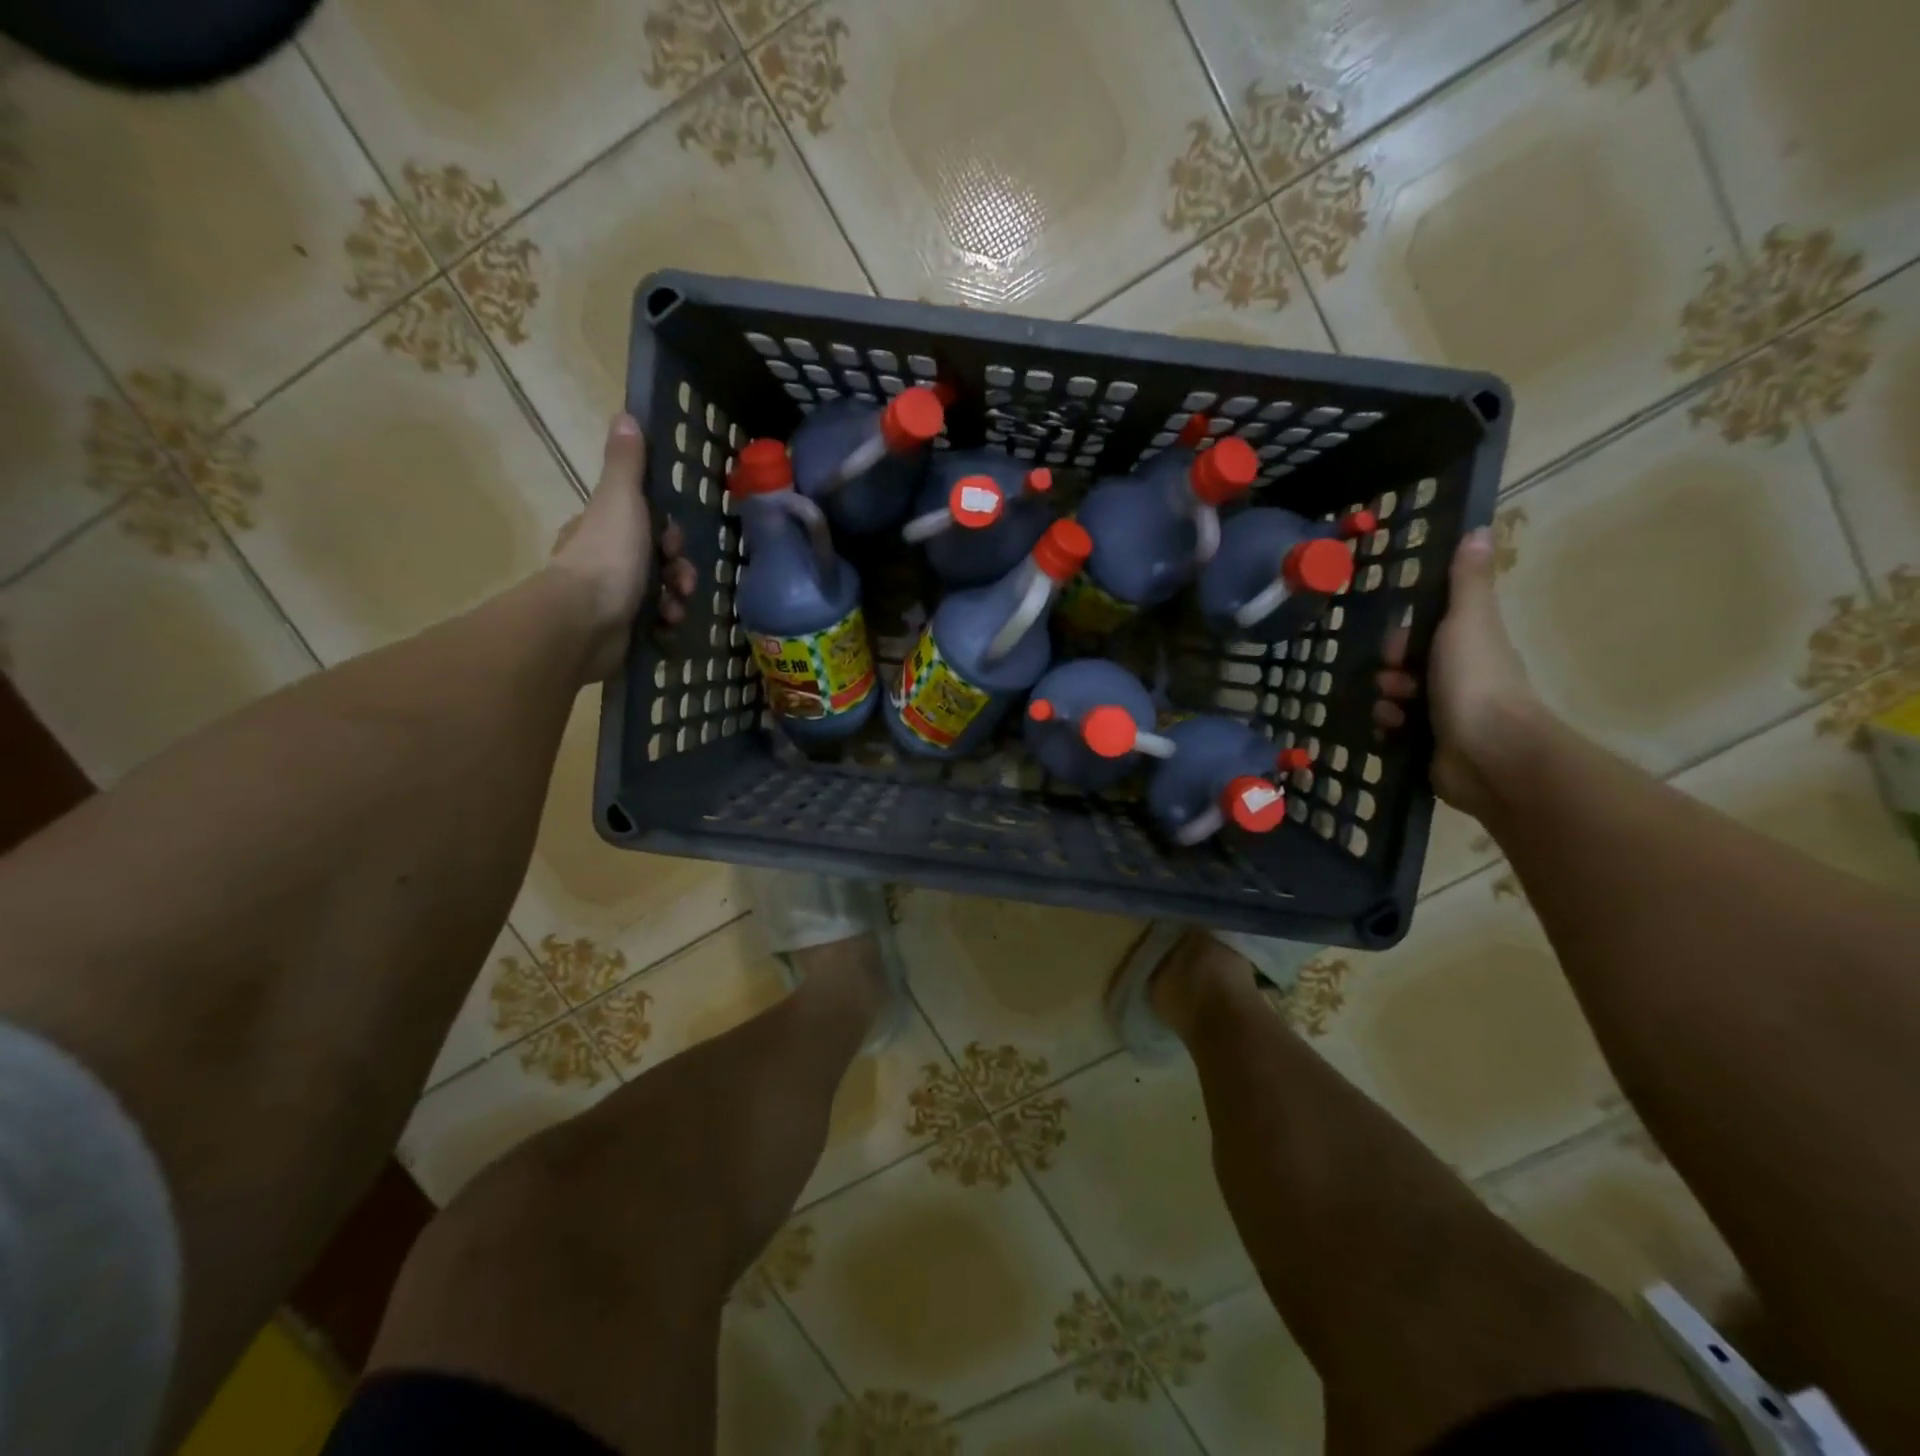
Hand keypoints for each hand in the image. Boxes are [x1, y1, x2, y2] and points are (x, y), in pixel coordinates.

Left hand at [550, 413, 697, 683]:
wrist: (585, 623)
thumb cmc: (607, 557)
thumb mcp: (620, 501)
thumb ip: (626, 465)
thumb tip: (625, 416)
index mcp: (602, 529)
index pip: (645, 525)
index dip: (668, 534)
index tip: (673, 543)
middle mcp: (605, 562)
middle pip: (658, 561)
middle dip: (679, 571)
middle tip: (682, 581)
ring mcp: (611, 600)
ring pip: (661, 594)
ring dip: (677, 600)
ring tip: (675, 610)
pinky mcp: (620, 632)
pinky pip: (655, 624)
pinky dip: (666, 625)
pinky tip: (667, 627)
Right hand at [1374, 527, 1545, 820]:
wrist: (1489, 754)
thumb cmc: (1476, 681)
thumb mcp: (1468, 622)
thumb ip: (1467, 583)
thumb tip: (1479, 530)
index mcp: (1469, 647)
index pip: (1424, 635)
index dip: (1403, 638)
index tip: (1397, 647)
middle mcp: (1459, 679)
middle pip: (1406, 667)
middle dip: (1390, 672)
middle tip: (1395, 681)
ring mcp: (1446, 714)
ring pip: (1397, 699)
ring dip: (1386, 700)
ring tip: (1393, 711)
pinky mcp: (1430, 746)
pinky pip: (1396, 729)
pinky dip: (1389, 727)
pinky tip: (1393, 730)